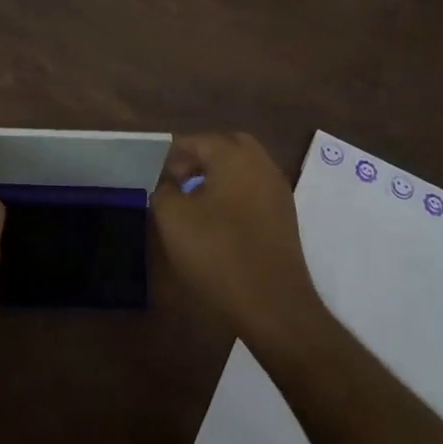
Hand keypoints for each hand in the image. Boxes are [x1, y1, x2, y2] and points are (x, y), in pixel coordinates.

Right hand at [152, 132, 322, 338]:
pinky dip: (235, 194)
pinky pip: (255, 191)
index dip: (173, 155)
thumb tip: (170, 184)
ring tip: (195, 201)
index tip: (157, 176)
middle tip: (178, 179)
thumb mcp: (173, 218)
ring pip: (245, 168)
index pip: (198, 140)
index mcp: (234, 157)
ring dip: (220, 175)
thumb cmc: (217, 253)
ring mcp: (278, 191)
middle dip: (201, 156)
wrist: (271, 303)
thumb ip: (164, 190)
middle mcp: (262, 165)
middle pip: (228, 146)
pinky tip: (218, 220)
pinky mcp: (285, 217)